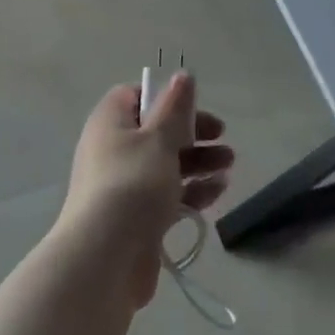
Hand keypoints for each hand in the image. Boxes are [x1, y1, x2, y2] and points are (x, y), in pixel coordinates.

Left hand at [55, 74, 234, 308]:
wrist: (104, 259)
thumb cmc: (132, 185)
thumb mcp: (159, 139)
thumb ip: (175, 108)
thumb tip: (183, 75)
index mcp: (110, 123)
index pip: (134, 96)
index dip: (164, 97)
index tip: (192, 107)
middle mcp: (113, 150)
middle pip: (155, 132)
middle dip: (191, 133)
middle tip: (222, 137)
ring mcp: (123, 186)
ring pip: (165, 164)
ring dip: (198, 162)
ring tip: (229, 164)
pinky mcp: (136, 217)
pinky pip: (167, 195)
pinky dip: (191, 190)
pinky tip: (219, 191)